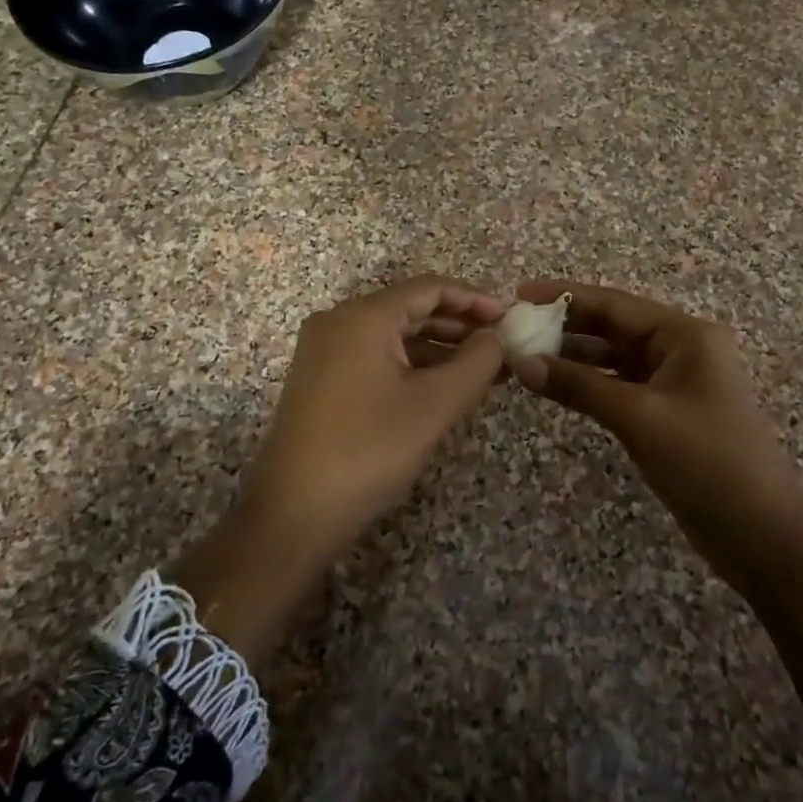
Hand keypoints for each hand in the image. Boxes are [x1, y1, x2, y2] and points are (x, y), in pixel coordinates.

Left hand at [241, 276, 506, 547]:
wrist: (292, 513)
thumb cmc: (368, 450)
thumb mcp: (434, 405)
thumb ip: (476, 363)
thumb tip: (498, 338)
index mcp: (364, 316)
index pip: (430, 288)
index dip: (475, 300)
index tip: (511, 318)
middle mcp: (340, 322)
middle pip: (411, 308)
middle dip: (461, 326)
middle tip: (503, 347)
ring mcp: (326, 351)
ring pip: (395, 336)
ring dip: (440, 349)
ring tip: (485, 371)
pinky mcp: (322, 379)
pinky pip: (377, 358)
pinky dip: (413, 366)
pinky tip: (444, 387)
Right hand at [511, 281, 802, 572]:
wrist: (761, 533)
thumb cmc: (706, 461)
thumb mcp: (639, 417)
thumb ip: (579, 385)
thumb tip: (523, 364)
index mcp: (685, 335)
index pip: (615, 304)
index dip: (565, 296)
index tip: (519, 293)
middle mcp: (680, 349)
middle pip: (613, 326)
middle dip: (565, 326)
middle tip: (514, 328)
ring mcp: (674, 383)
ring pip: (613, 358)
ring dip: (572, 356)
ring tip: (523, 354)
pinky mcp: (666, 413)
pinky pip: (618, 386)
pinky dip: (587, 384)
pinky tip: (554, 385)